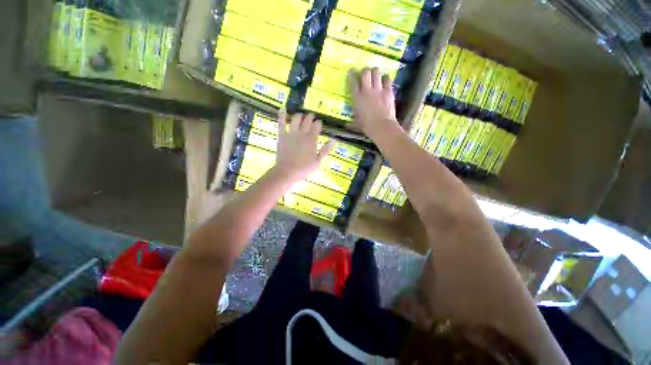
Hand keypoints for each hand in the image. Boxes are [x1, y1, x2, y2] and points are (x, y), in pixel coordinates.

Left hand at [274, 110, 332, 181]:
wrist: (287, 172)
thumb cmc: (304, 169)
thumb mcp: (318, 161)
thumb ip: (325, 150)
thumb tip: (334, 139)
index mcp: (312, 140)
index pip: (317, 126)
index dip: (319, 123)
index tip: (319, 124)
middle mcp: (302, 134)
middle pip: (307, 120)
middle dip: (310, 117)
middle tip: (312, 117)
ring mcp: (291, 134)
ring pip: (295, 119)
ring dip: (300, 115)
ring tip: (301, 116)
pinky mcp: (282, 136)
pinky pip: (281, 123)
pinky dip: (282, 115)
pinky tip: (283, 108)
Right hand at [349, 68, 398, 138]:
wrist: (381, 127)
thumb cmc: (367, 126)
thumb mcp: (356, 120)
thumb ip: (355, 113)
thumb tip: (350, 116)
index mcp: (357, 98)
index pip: (353, 81)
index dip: (351, 75)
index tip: (351, 72)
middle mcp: (367, 91)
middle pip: (365, 72)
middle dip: (365, 71)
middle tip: (366, 74)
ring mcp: (378, 90)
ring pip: (376, 72)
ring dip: (375, 72)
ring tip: (375, 75)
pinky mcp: (388, 91)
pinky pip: (387, 78)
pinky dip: (385, 78)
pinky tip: (384, 80)